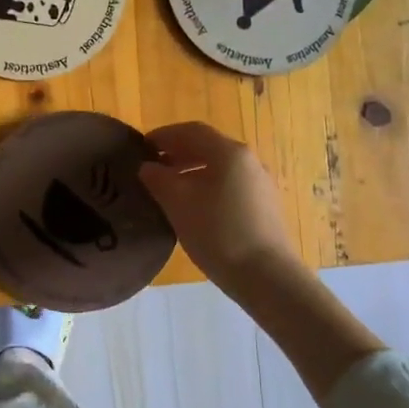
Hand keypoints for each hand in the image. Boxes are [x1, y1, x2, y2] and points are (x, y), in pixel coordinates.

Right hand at [138, 122, 301, 297]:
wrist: (267, 277)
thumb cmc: (218, 233)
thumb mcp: (178, 204)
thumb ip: (158, 179)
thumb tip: (148, 167)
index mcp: (229, 152)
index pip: (191, 131)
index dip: (164, 135)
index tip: (141, 147)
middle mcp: (249, 161)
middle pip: (208, 147)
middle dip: (177, 153)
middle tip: (152, 167)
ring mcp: (260, 184)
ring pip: (220, 167)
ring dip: (192, 170)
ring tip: (169, 188)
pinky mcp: (265, 206)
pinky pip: (230, 185)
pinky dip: (208, 186)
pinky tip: (194, 207)